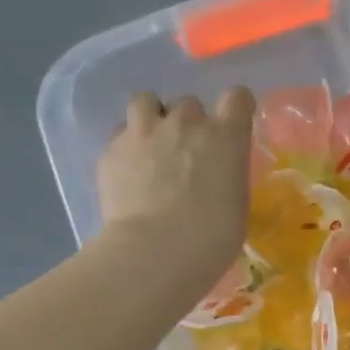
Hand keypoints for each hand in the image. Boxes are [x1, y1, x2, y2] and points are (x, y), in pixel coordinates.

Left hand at [95, 89, 255, 301]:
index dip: (235, 109)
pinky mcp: (111, 149)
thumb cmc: (212, 237)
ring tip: (152, 144)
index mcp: (226, 137)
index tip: (232, 126)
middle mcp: (186, 123)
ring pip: (146, 100)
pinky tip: (129, 169)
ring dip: (152, 117)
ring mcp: (144, 132)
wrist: (155, 251)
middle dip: (190, 123)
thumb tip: (216, 176)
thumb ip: (226, 176)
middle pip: (190, 103)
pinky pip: (120, 133)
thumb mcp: (236, 204)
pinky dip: (127, 145)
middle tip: (188, 152)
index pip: (238, 98)